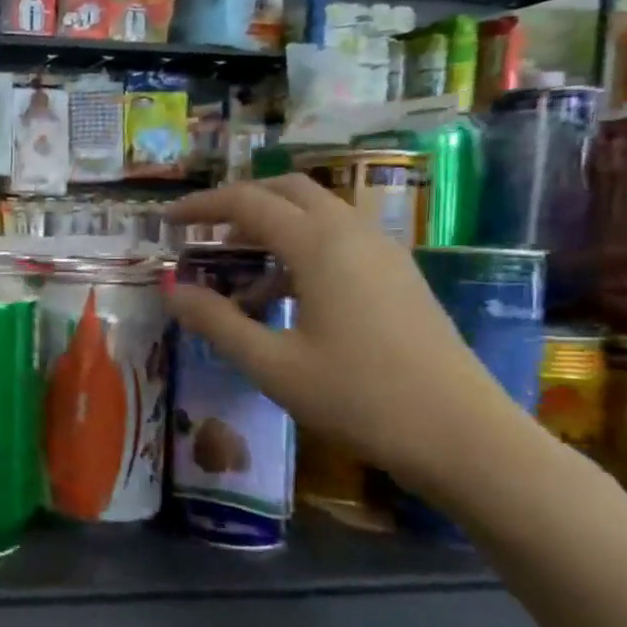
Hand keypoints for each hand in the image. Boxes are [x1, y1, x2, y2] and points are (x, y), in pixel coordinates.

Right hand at [164, 177, 543, 496]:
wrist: (461, 435)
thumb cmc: (358, 398)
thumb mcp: (270, 364)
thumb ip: (215, 321)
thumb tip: (171, 290)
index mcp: (319, 245)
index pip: (247, 202)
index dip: (201, 206)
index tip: (166, 222)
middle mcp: (352, 233)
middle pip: (287, 191)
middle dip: (238, 203)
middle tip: (202, 233)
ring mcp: (383, 252)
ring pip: (316, 213)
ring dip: (271, 227)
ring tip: (238, 274)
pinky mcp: (398, 275)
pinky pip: (338, 238)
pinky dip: (300, 247)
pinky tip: (284, 296)